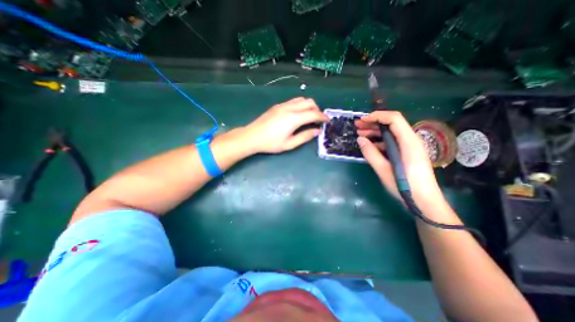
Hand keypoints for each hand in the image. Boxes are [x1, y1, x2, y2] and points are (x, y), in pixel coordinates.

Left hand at [245, 96, 329, 153]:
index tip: (327, 120)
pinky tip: (298, 114)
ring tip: (309, 116)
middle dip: (317, 110)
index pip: (313, 114)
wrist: (252, 136)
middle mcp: (290, 108)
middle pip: (309, 102)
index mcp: (294, 118)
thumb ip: (305, 136)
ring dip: (309, 106)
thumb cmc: (271, 143)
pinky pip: (293, 101)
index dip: (322, 117)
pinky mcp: (277, 106)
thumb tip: (317, 131)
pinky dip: (301, 105)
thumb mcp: (289, 144)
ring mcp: (283, 105)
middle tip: (318, 120)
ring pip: (301, 99)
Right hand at [358, 112, 446, 209]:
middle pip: (392, 124)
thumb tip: (360, 139)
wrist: (425, 202)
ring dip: (375, 132)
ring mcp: (410, 147)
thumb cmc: (405, 186)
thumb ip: (371, 153)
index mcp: (408, 142)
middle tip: (357, 126)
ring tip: (360, 134)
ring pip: (392, 133)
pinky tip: (370, 145)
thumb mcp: (384, 170)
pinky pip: (393, 142)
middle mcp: (411, 140)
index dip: (377, 116)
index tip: (362, 120)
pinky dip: (380, 141)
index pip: (394, 119)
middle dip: (373, 123)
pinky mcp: (407, 153)